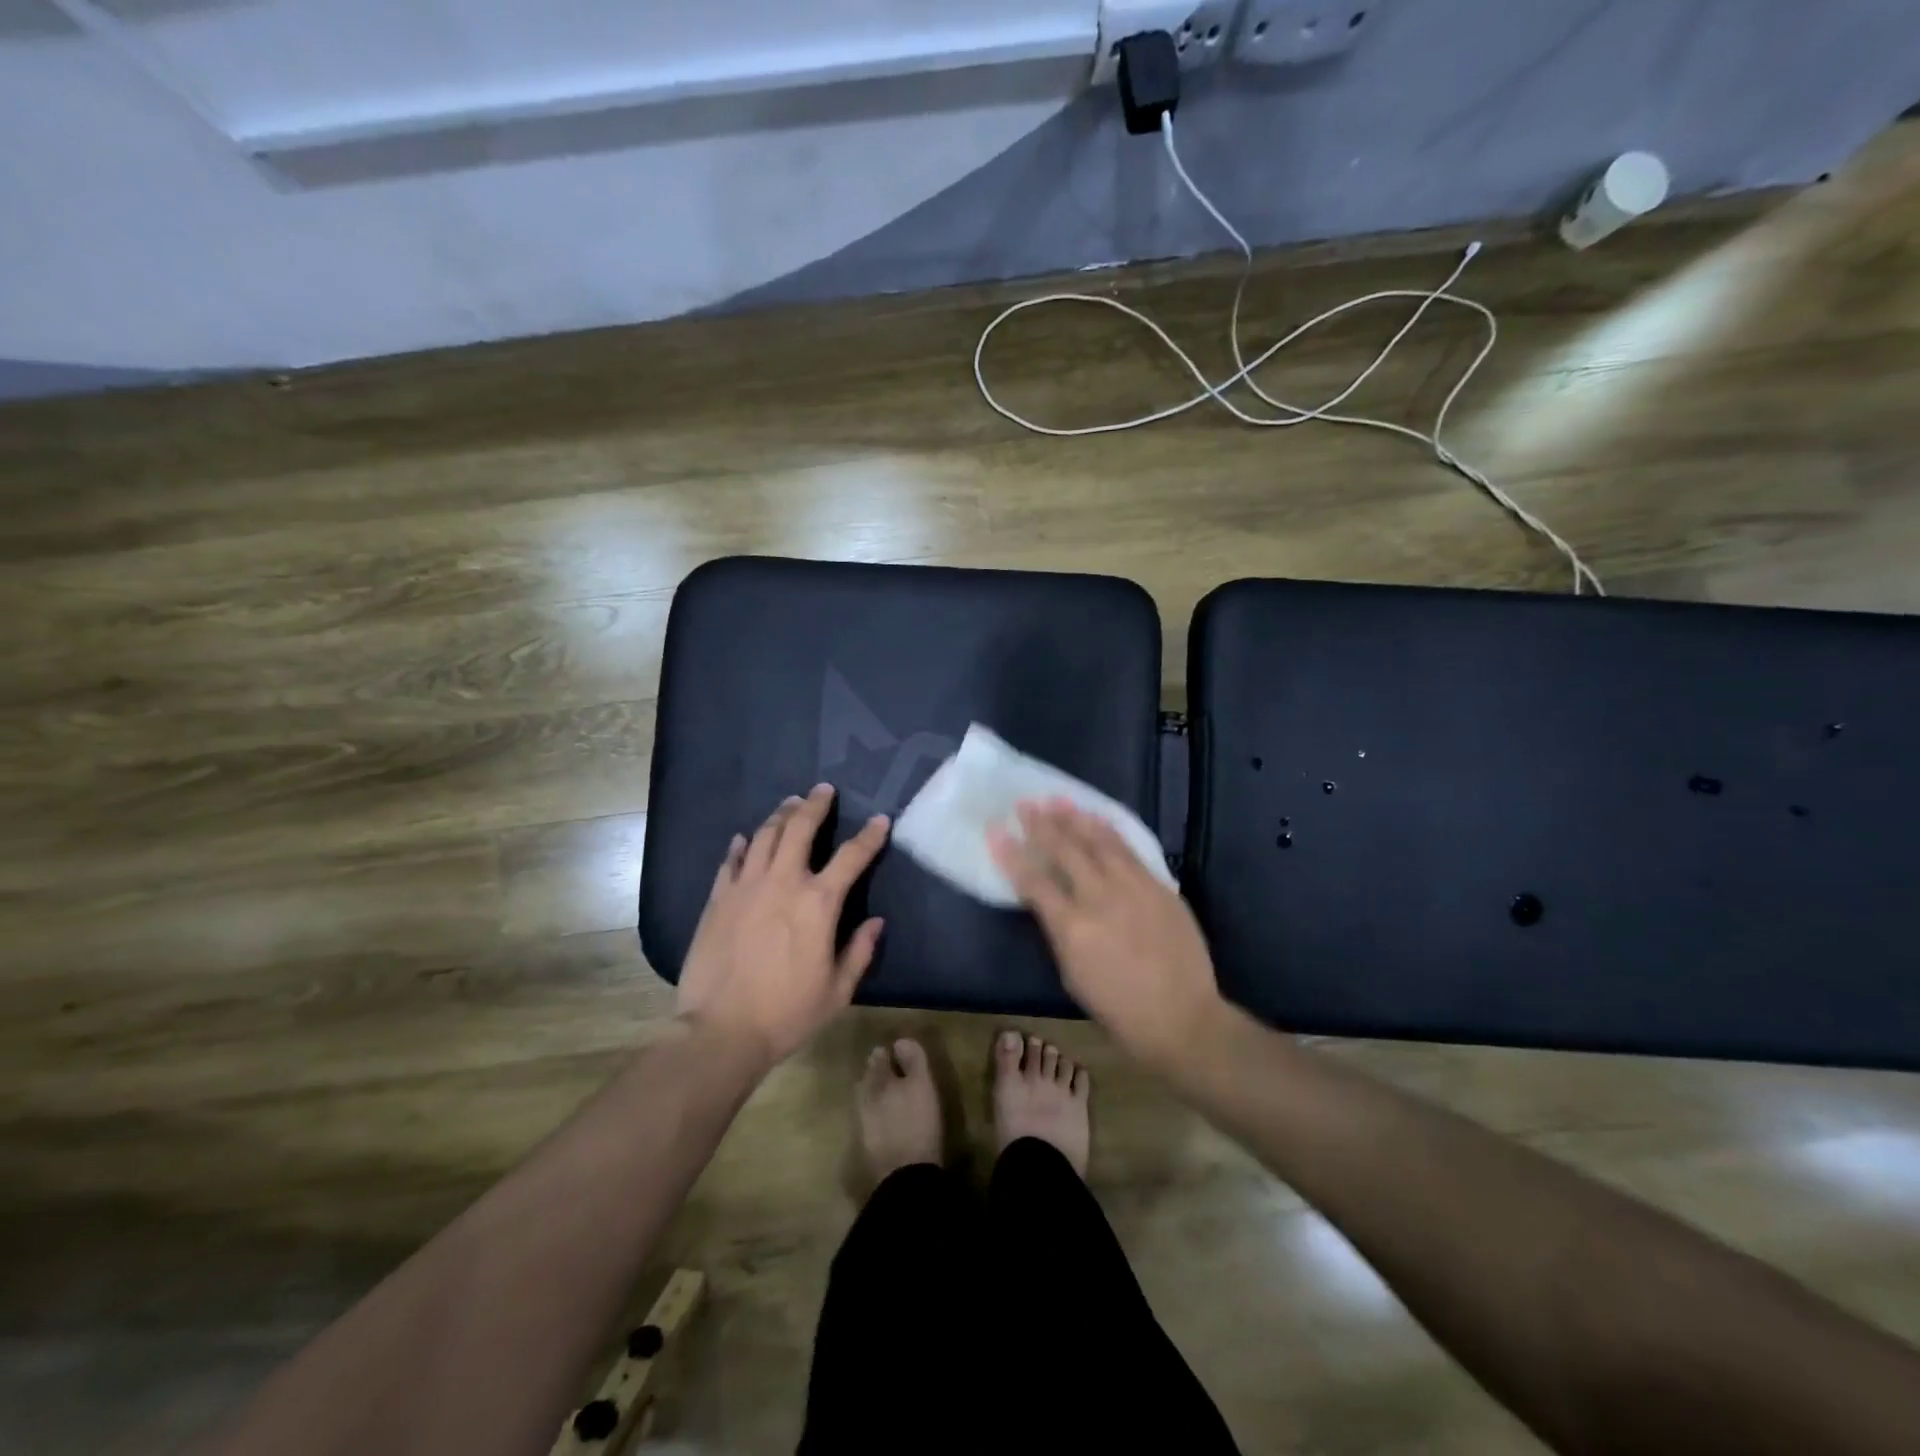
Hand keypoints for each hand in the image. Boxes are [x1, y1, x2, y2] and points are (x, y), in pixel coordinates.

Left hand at [675, 784, 888, 1070]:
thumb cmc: (787, 1013)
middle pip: (800, 828)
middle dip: (815, 805)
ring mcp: (746, 887)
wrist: (721, 1031)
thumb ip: (860, 951)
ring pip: (764, 836)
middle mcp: (783, 883)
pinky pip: (731, 861)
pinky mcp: (717, 899)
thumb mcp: (837, 990)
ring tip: (790, 804)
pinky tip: (746, 839)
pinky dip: (742, 846)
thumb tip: (876, 922)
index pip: (851, 856)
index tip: (880, 819)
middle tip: (823, 790)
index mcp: (819, 903)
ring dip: (780, 815)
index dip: (869, 835)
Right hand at [990, 799, 1224, 1072]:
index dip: (1012, 855)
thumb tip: (1049, 901)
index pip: (1033, 881)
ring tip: (1058, 800)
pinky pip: (1130, 850)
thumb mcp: (1072, 974)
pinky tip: (1098, 819)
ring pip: (1099, 842)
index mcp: (1072, 927)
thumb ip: (1059, 931)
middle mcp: (1100, 898)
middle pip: (1065, 851)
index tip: (996, 831)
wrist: (1181, 1016)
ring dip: (1076, 818)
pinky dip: (1110, 831)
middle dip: (1042, 825)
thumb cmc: (1118, 1007)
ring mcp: (1133, 888)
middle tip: (1026, 803)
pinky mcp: (1159, 886)